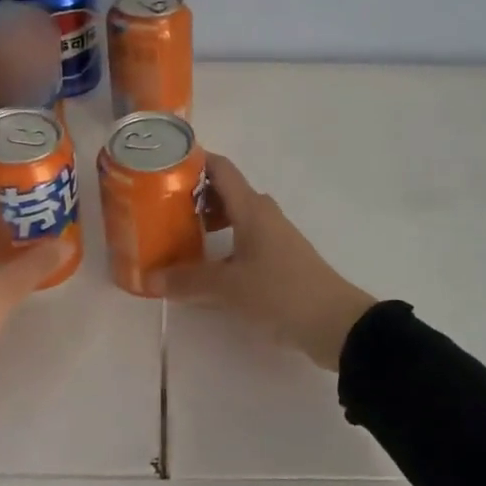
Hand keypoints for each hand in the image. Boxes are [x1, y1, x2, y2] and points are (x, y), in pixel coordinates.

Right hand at [160, 153, 377, 370]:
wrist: (335, 323)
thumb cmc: (280, 293)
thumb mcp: (229, 288)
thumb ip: (189, 281)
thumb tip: (150, 278)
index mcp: (251, 209)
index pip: (220, 169)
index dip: (193, 161)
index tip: (162, 167)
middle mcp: (263, 215)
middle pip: (225, 192)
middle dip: (193, 196)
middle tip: (160, 209)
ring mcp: (274, 236)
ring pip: (235, 217)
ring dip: (208, 221)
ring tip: (178, 238)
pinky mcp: (280, 258)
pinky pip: (244, 238)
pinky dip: (222, 243)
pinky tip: (206, 266)